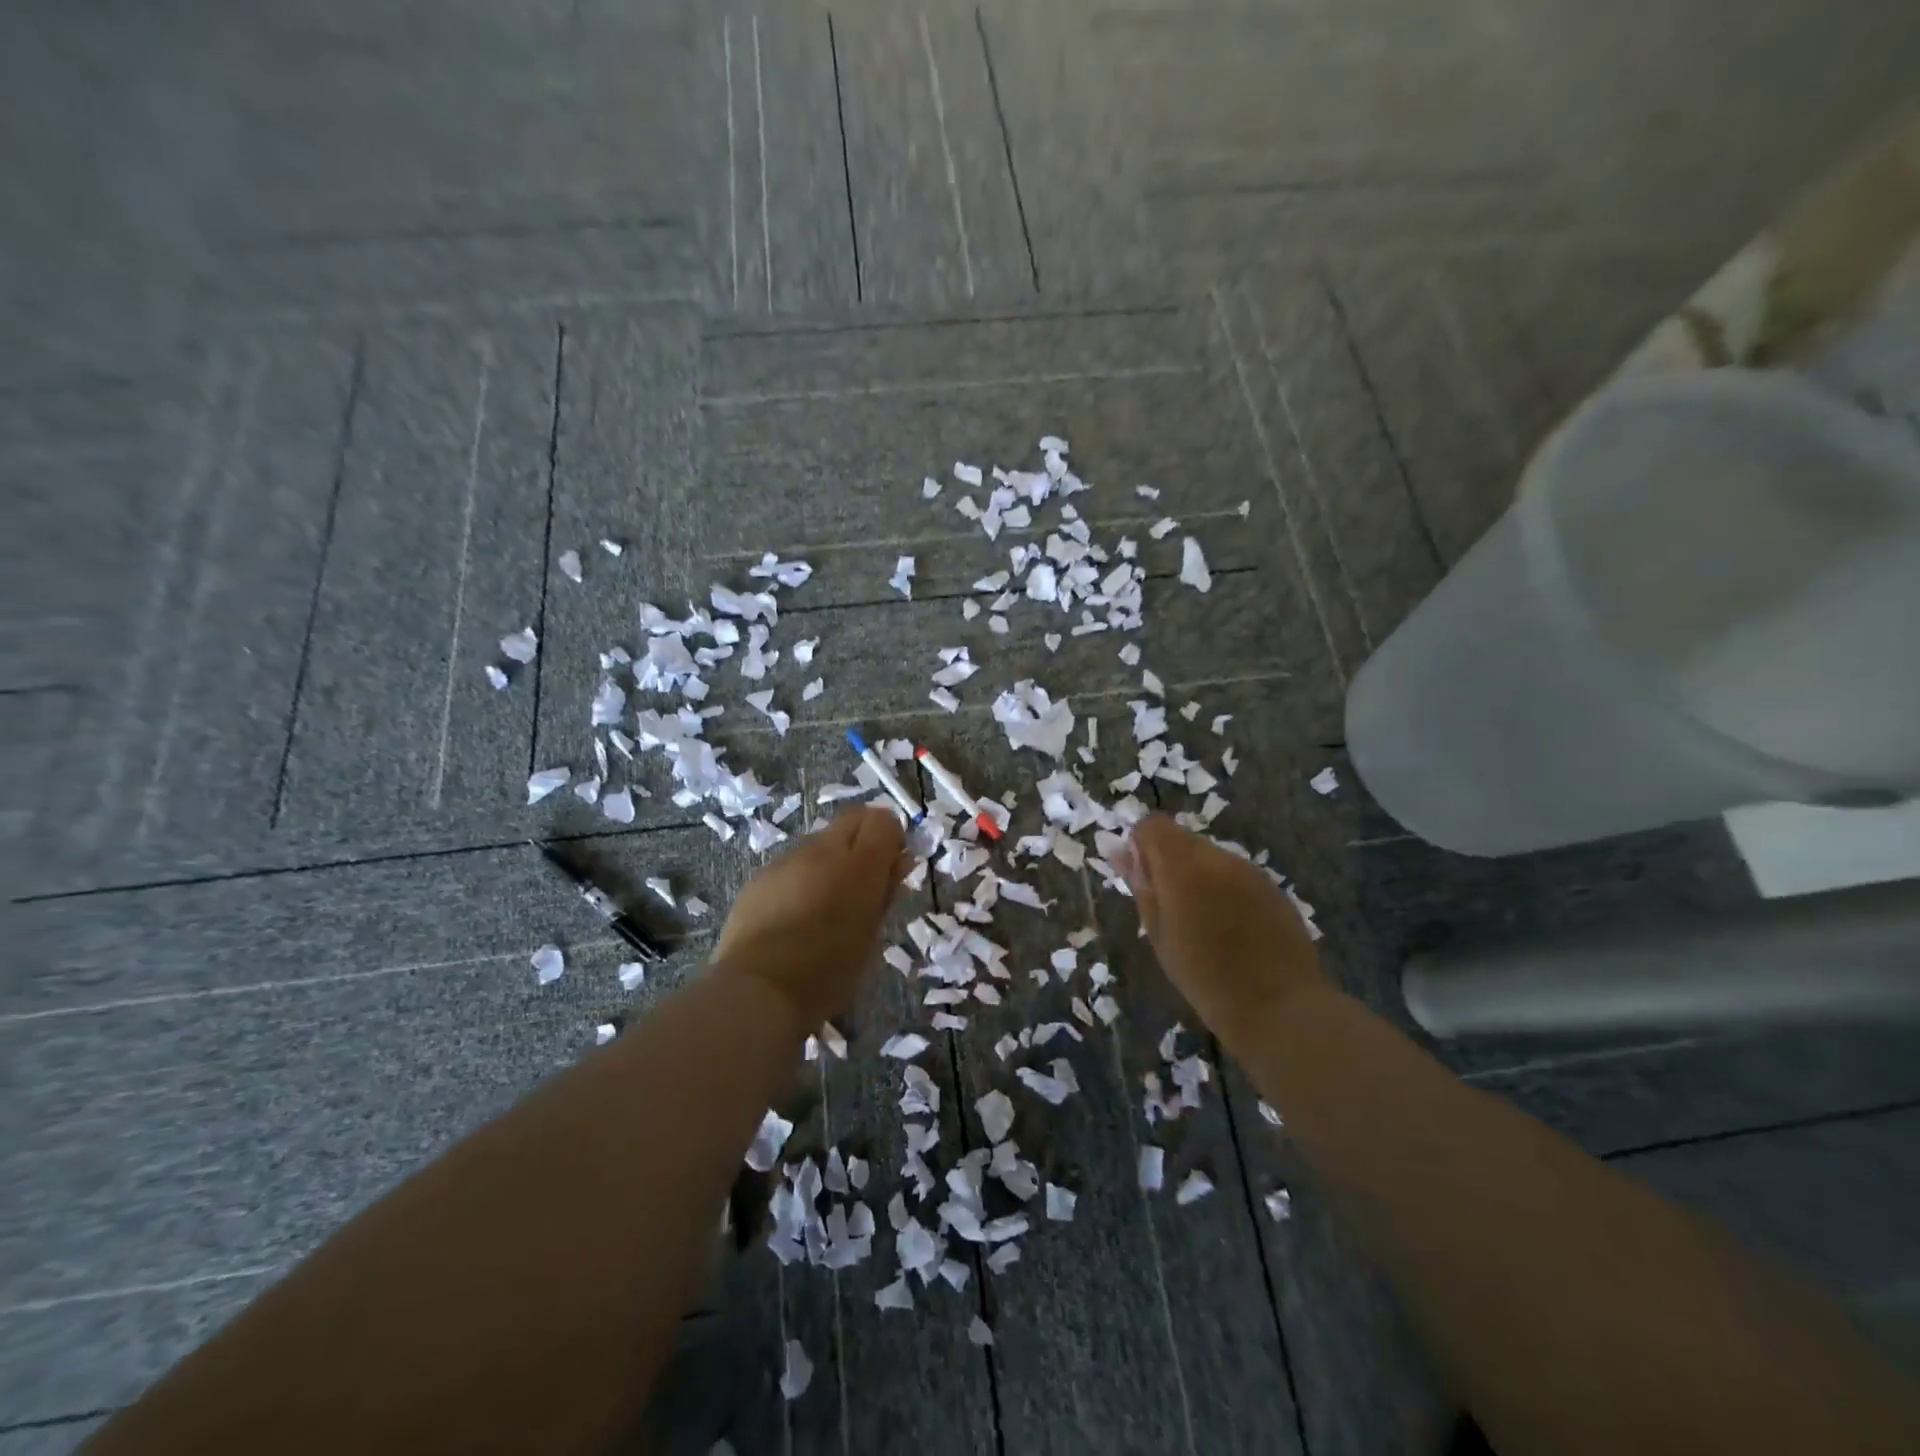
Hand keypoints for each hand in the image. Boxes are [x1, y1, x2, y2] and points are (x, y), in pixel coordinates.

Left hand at [712, 805, 907, 1031]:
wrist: (757, 990)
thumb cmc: (828, 972)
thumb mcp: (870, 935)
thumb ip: (886, 891)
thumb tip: (900, 859)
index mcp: (859, 866)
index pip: (883, 820)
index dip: (892, 837)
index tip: (891, 867)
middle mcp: (822, 851)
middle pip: (853, 819)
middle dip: (864, 840)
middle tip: (864, 882)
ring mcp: (787, 859)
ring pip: (821, 841)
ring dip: (832, 860)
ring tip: (826, 905)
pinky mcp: (761, 875)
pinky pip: (793, 863)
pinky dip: (803, 877)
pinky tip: (795, 915)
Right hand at [1115, 814, 1330, 1041]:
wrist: (1278, 1007)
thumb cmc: (1203, 976)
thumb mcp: (1159, 934)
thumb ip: (1141, 886)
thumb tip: (1121, 852)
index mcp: (1182, 865)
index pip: (1153, 825)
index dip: (1141, 846)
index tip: (1142, 880)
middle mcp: (1217, 857)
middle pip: (1183, 839)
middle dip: (1169, 862)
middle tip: (1168, 907)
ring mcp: (1249, 870)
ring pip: (1210, 856)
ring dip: (1198, 876)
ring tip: (1201, 922)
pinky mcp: (1272, 887)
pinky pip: (1236, 874)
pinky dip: (1224, 889)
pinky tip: (1231, 928)